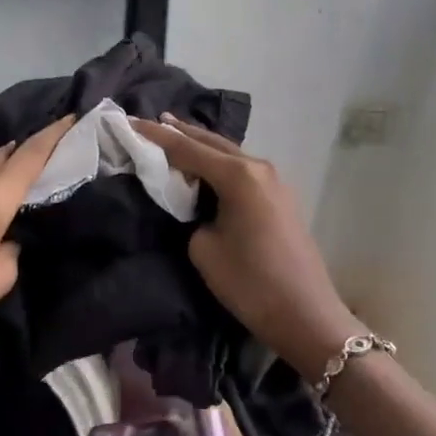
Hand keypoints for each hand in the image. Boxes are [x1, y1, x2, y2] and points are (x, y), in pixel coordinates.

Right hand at [132, 115, 363, 379]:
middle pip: (211, 141)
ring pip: (229, 153)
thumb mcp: (204, 249)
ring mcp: (274, 180)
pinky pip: (241, 169)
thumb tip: (195, 205)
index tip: (129, 122)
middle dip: (180, 132)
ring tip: (174, 136)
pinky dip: (218, 162)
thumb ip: (191, 215)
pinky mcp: (280, 196)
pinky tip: (205, 166)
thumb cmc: (250, 282)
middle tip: (152, 121)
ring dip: (201, 145)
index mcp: (237, 175)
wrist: (305, 315)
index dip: (155, 136)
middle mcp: (258, 167)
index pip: (187, 148)